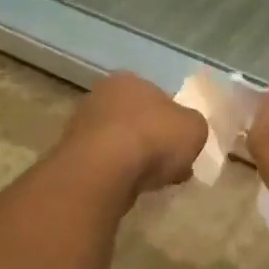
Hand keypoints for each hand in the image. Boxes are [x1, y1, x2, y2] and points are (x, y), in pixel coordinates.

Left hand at [62, 72, 207, 195]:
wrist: (104, 170)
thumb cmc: (153, 137)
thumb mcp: (195, 128)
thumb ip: (194, 126)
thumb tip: (186, 133)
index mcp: (129, 80)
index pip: (158, 97)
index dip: (174, 121)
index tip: (184, 144)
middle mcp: (101, 96)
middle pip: (137, 120)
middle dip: (155, 141)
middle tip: (172, 164)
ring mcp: (82, 126)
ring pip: (121, 143)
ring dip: (137, 159)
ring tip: (155, 181)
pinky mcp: (73, 156)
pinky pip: (107, 164)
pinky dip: (120, 174)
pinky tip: (133, 187)